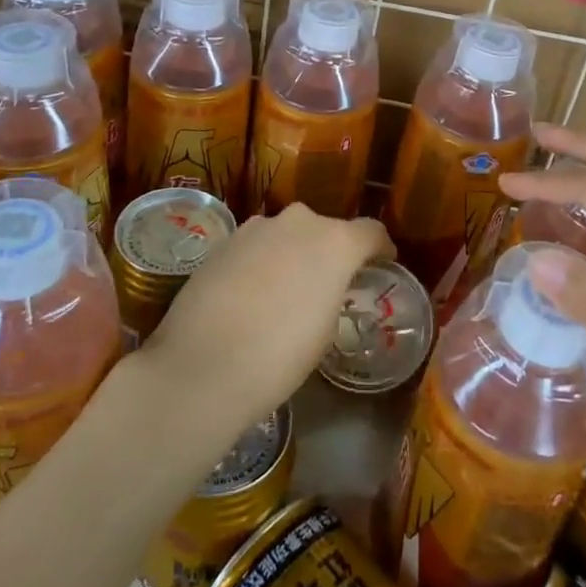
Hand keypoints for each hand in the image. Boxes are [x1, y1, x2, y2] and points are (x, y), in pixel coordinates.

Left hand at [138, 205, 392, 441]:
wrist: (204, 364)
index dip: (380, 249)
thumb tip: (323, 286)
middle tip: (327, 283)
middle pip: (325, 228)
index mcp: (335, 242)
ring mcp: (256, 227)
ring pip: (286, 234)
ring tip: (284, 290)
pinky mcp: (223, 241)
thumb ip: (332, 292)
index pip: (371, 232)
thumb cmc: (281, 355)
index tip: (381, 265)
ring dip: (291, 253)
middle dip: (329, 250)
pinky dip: (260, 261)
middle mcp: (298, 222)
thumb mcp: (325, 330)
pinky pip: (255, 245)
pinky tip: (250, 294)